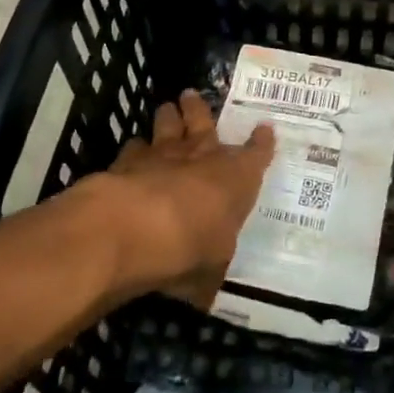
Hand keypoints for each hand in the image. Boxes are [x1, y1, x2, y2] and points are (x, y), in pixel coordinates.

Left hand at [102, 90, 273, 307]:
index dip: (261, 143)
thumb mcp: (210, 270)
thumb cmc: (192, 247)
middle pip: (203, 122)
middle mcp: (202, 156)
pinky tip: (133, 149)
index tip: (265, 129)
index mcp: (236, 177)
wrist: (138, 226)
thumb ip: (208, 273)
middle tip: (192, 95)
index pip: (256, 154)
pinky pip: (134, 147)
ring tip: (167, 107)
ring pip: (167, 124)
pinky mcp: (128, 160)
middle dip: (199, 109)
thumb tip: (203, 296)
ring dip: (168, 116)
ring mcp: (163, 153)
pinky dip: (135, 149)